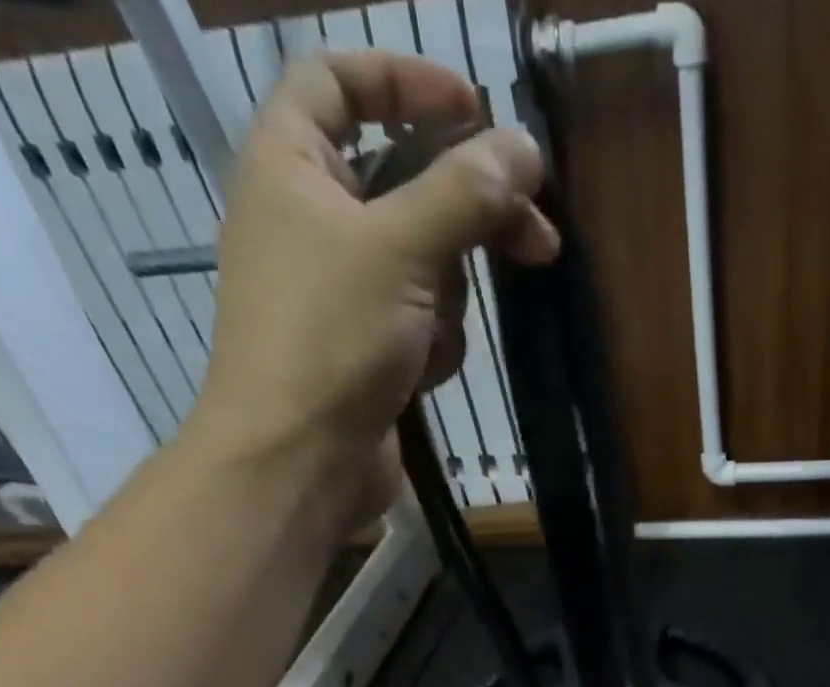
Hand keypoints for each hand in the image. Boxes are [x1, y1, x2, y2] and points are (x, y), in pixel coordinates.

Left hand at [188, 53, 558, 521]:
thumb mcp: (401, 250)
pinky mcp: (367, 347)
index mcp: (291, 163)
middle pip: (408, 185)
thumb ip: (465, 192)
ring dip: (446, 301)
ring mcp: (342, 290)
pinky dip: (432, 344)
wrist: (300, 460)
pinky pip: (421, 322)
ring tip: (430, 340)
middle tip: (538, 241)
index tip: (478, 109)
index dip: (407, 81)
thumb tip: (525, 147)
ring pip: (426, 264)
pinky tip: (420, 375)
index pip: (341, 82)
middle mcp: (312, 218)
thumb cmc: (331, 338)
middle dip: (470, 217)